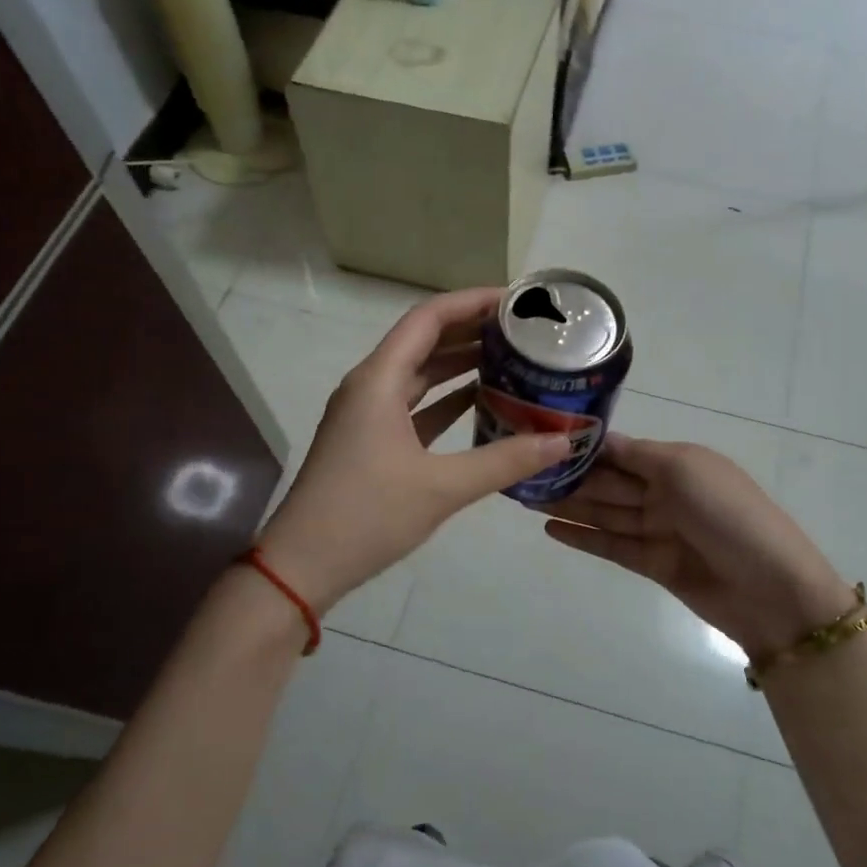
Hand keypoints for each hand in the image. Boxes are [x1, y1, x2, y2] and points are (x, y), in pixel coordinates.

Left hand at [258, 288, 572, 609]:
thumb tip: (564, 440)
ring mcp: (367, 415)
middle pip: (424, 341)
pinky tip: (482, 403)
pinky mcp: (370, 441)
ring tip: (511, 358)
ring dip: (460, 364)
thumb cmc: (366, 516)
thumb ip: (504, 460)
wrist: (302, 566)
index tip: (515, 300)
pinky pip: (415, 406)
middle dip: (472, 331)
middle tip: (523, 329)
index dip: (472, 302)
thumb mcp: (442, 488)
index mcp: (379, 381)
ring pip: (420, 375)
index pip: (429, 319)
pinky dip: (447, 400)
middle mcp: (370, 386)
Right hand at [543, 435, 857, 661]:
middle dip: (570, 477)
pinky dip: (582, 537)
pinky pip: (611, 545)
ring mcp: (659, 529)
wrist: (772, 590)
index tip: (541, 440)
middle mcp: (665, 491)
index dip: (584, 447)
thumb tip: (596, 439)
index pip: (620, 450)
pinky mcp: (653, 564)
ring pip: (604, 513)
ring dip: (568, 505)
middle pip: (608, 482)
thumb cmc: (729, 515)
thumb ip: (636, 455)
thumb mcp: (684, 469)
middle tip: (520, 471)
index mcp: (676, 462)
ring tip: (524, 497)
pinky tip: (550, 529)